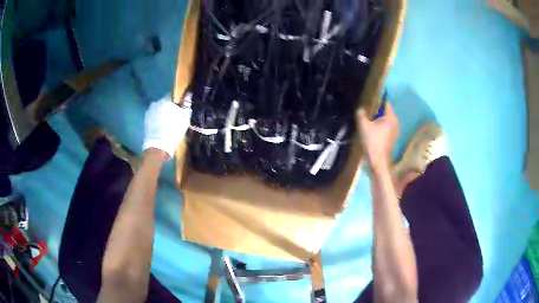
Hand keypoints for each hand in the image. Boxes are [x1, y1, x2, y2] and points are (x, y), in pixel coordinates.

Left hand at [142, 94, 191, 158]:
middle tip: (176, 115)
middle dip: (171, 106)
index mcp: (166, 101)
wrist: (158, 148)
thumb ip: (186, 106)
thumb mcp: (184, 120)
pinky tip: (162, 126)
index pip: (174, 94)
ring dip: (164, 112)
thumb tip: (189, 95)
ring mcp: (149, 111)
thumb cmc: (173, 132)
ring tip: (169, 122)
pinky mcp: (146, 119)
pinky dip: (158, 118)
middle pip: (165, 101)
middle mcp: (156, 103)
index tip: (182, 106)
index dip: (179, 100)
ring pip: (159, 108)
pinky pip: (154, 115)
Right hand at [357, 102, 398, 170]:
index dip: (378, 99)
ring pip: (386, 120)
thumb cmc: (372, 141)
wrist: (378, 161)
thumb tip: (361, 108)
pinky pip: (386, 128)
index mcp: (391, 117)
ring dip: (379, 119)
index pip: (386, 102)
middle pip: (386, 111)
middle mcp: (395, 122)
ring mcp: (395, 131)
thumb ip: (361, 113)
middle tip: (367, 109)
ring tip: (368, 119)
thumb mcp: (363, 125)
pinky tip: (373, 129)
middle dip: (377, 109)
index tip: (369, 99)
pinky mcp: (392, 138)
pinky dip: (380, 126)